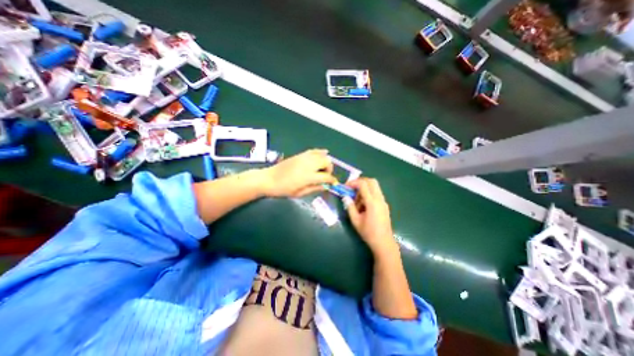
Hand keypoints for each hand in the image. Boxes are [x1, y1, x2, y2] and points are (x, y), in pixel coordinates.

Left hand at [260, 147, 335, 196]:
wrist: (269, 179)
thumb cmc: (284, 189)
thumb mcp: (300, 193)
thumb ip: (315, 189)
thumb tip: (326, 186)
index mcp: (309, 176)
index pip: (326, 176)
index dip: (332, 180)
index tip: (334, 183)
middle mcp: (309, 164)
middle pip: (327, 162)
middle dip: (330, 169)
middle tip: (325, 176)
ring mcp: (305, 158)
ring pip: (322, 155)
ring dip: (326, 161)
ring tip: (322, 168)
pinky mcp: (301, 154)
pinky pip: (314, 151)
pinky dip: (320, 152)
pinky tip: (323, 153)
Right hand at [346, 178, 394, 255]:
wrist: (384, 243)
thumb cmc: (368, 233)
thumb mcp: (355, 221)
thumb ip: (350, 207)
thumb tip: (345, 197)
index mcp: (372, 202)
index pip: (363, 184)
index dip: (353, 182)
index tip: (346, 187)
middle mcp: (379, 199)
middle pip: (371, 181)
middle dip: (360, 182)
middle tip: (352, 189)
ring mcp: (383, 201)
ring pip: (374, 187)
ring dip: (364, 189)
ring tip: (357, 201)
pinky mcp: (384, 205)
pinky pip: (376, 193)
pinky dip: (369, 194)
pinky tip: (363, 205)